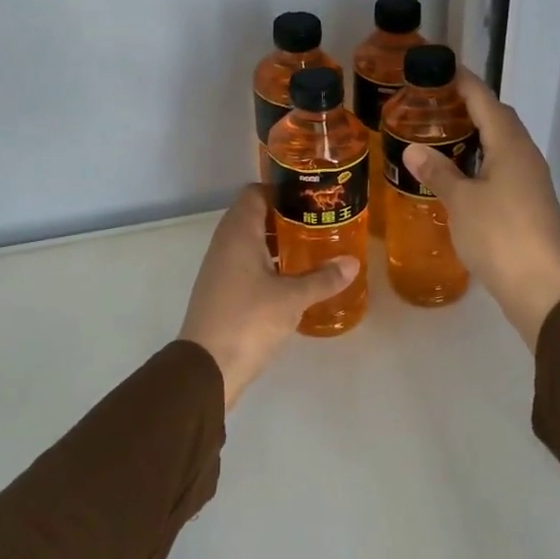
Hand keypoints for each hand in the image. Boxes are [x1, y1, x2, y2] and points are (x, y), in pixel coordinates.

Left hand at [178, 186, 360, 408]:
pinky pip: (247, 265)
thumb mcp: (292, 299)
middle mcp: (225, 244)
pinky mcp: (221, 291)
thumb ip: (323, 278)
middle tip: (320, 222)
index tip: (312, 197)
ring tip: (313, 248)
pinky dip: (269, 265)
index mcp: (239, 233)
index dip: (282, 190)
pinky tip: (293, 279)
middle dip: (286, 217)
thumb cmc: (248, 320)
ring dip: (278, 243)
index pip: (256, 193)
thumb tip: (352, 262)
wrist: (207, 368)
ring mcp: (220, 268)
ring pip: (251, 242)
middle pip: (255, 216)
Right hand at [404, 69, 559, 350]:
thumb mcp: (460, 201)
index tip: (443, 69)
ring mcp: (534, 180)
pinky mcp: (533, 203)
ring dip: (480, 135)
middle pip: (500, 119)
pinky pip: (507, 167)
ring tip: (447, 137)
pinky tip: (466, 175)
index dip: (465, 83)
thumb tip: (413, 149)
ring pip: (505, 145)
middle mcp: (527, 156)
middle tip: (438, 105)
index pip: (486, 101)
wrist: (538, 284)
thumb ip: (438, 172)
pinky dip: (486, 160)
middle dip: (472, 107)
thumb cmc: (497, 234)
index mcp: (511, 146)